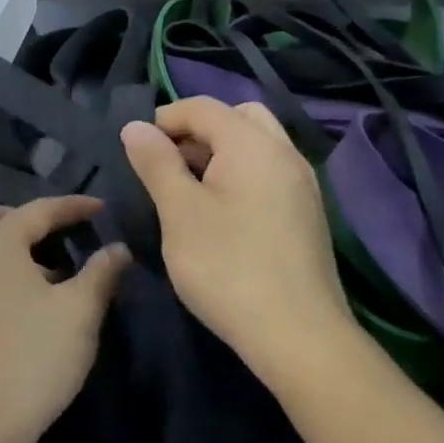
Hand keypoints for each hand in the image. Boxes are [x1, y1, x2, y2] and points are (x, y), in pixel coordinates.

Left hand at [0, 197, 131, 442]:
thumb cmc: (32, 358)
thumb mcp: (79, 312)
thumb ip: (100, 273)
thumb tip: (118, 249)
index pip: (36, 211)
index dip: (72, 207)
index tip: (101, 209)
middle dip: (1, 215)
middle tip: (38, 234)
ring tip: (42, 274)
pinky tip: (23, 308)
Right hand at [121, 98, 352, 372]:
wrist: (298, 335)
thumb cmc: (228, 267)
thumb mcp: (180, 212)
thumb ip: (156, 163)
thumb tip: (136, 126)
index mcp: (252, 143)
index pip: (203, 107)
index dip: (164, 119)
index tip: (136, 149)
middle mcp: (284, 152)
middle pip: (238, 117)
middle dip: (198, 130)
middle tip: (167, 163)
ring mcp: (303, 184)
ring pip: (257, 145)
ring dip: (221, 152)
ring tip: (189, 188)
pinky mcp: (308, 213)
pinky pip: (270, 172)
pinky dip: (241, 174)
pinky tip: (222, 213)